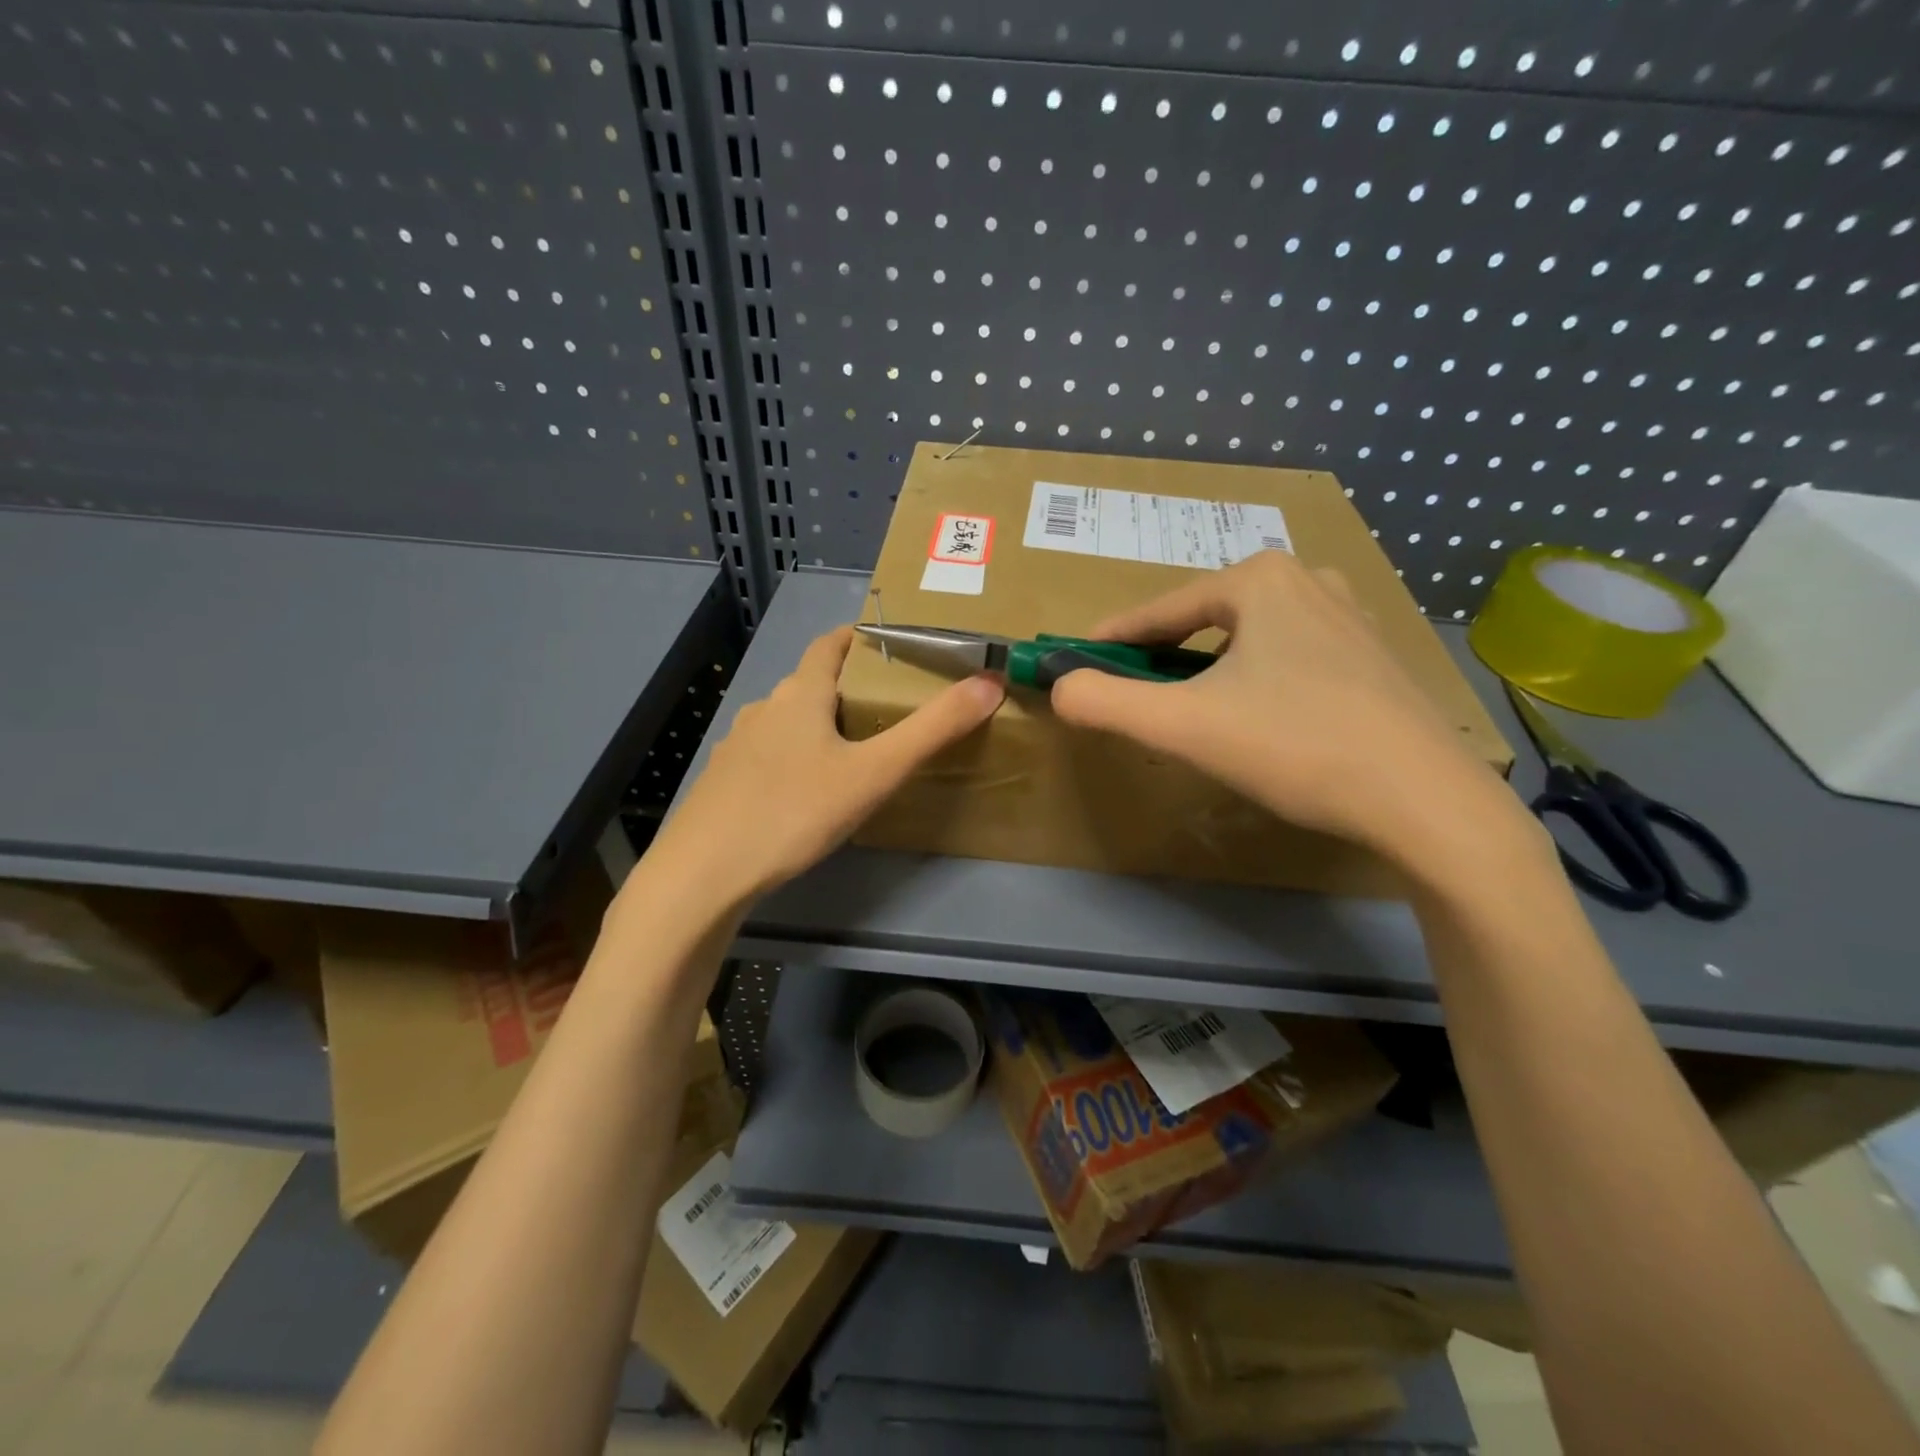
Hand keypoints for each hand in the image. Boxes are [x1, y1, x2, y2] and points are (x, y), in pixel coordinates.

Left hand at [643, 625, 1003, 905]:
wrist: (703, 875)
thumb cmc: (794, 812)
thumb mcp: (874, 772)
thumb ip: (933, 729)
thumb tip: (990, 683)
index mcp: (800, 695)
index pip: (830, 644)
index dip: (860, 637)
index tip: (893, 646)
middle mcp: (765, 709)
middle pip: (812, 684)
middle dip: (850, 689)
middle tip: (892, 709)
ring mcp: (737, 747)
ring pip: (789, 723)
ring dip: (821, 726)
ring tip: (856, 754)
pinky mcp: (723, 783)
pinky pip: (769, 757)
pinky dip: (795, 759)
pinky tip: (807, 795)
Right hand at [1049, 551, 1530, 870]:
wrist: (1424, 800)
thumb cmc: (1294, 746)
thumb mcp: (1183, 726)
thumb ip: (1106, 703)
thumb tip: (1058, 687)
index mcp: (1259, 581)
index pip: (1161, 610)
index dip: (1113, 638)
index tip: (1079, 660)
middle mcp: (1307, 581)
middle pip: (1205, 621)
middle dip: (1164, 654)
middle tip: (1136, 693)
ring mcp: (1350, 616)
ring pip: (1250, 639)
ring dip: (1211, 667)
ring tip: (1193, 708)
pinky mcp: (1375, 655)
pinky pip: (1290, 657)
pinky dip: (1257, 679)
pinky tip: (1260, 718)